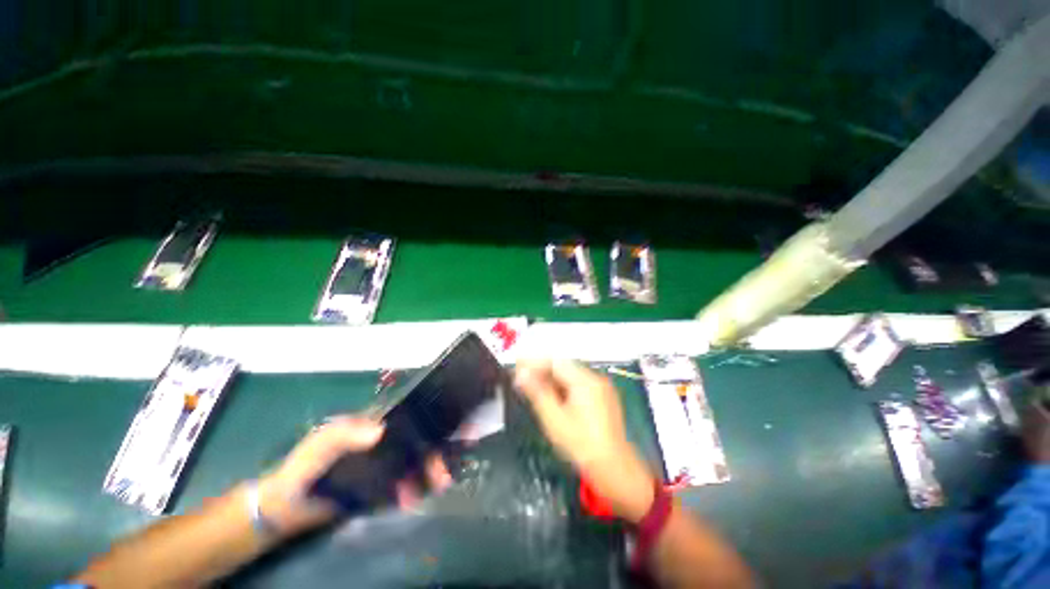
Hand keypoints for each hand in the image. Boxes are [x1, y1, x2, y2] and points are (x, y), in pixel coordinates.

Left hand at [255, 416, 451, 536]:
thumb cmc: (304, 465)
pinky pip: (406, 483)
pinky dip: (414, 489)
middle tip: (445, 472)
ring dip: (430, 472)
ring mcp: (386, 464)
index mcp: (377, 423)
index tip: (458, 428)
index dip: (436, 419)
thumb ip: (345, 433)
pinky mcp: (382, 485)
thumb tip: (381, 430)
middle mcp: (387, 440)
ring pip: (417, 462)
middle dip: (437, 452)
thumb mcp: (320, 444)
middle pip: (421, 440)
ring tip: (435, 486)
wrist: (288, 507)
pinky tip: (410, 500)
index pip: (413, 416)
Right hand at [515, 360, 654, 522]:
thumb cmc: (581, 445)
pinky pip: (579, 385)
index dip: (534, 362)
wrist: (614, 469)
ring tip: (533, 386)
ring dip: (551, 379)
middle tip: (522, 377)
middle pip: (563, 367)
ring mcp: (601, 387)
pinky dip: (563, 387)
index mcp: (585, 380)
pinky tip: (551, 396)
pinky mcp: (603, 397)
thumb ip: (537, 392)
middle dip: (542, 370)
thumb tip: (520, 374)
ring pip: (571, 376)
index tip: (517, 365)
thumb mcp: (554, 419)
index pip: (555, 362)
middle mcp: (595, 378)